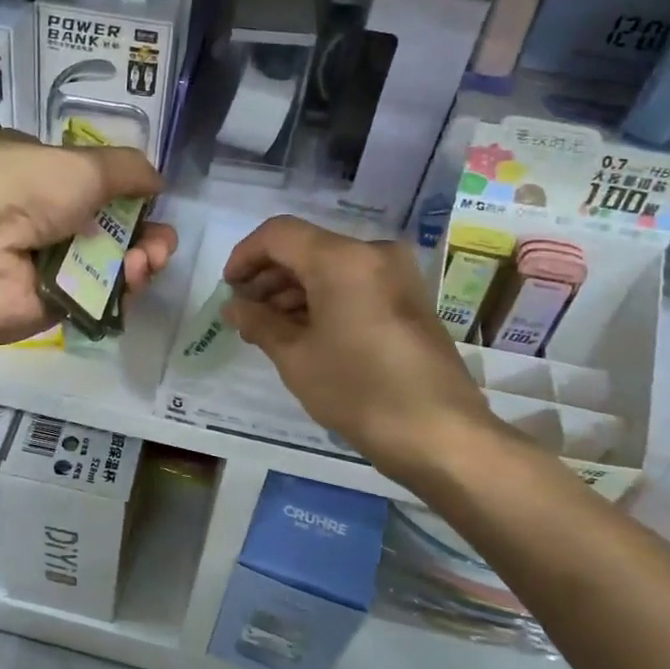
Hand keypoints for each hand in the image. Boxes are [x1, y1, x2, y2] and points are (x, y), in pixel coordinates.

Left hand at [0, 131, 179, 344]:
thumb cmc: (24, 190)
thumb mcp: (83, 163)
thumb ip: (127, 169)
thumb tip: (156, 182)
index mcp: (33, 168)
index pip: (87, 178)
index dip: (124, 190)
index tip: (152, 201)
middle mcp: (35, 213)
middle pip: (105, 223)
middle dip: (142, 232)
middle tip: (162, 243)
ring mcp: (42, 260)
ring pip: (106, 261)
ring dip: (139, 258)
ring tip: (150, 260)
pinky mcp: (50, 301)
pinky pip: (97, 293)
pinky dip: (122, 287)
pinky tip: (134, 278)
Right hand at [222, 216, 504, 480]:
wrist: (441, 434)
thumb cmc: (359, 390)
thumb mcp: (296, 356)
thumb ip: (258, 321)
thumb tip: (233, 306)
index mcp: (343, 259)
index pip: (279, 234)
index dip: (245, 256)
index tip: (228, 289)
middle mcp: (373, 254)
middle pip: (306, 248)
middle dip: (269, 277)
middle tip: (244, 315)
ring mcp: (397, 275)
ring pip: (331, 267)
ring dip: (294, 291)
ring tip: (268, 330)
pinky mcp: (409, 299)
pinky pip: (354, 285)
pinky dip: (324, 300)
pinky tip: (303, 333)